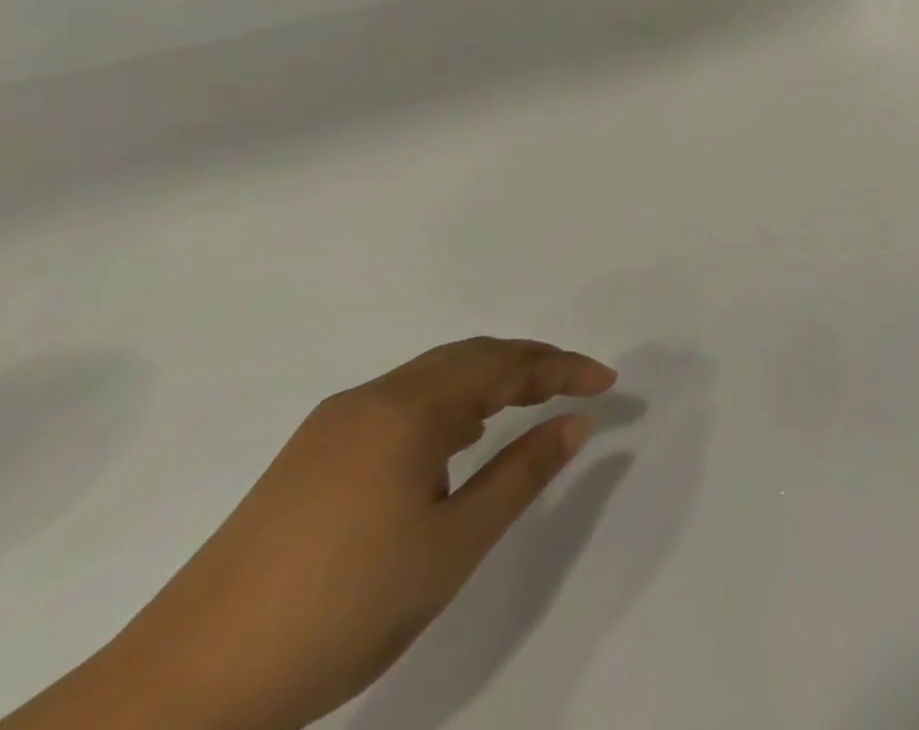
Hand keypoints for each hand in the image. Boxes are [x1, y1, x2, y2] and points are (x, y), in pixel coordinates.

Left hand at [13, 338, 616, 729]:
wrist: (175, 696)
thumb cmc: (341, 606)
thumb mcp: (453, 543)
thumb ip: (523, 472)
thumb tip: (577, 421)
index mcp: (409, 409)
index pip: (507, 363)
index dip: (565, 367)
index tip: (608, 383)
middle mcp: (371, 400)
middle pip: (469, 357)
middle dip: (530, 364)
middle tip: (574, 386)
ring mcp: (330, 429)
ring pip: (431, 378)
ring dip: (488, 381)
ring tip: (526, 406)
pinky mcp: (305, 461)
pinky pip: (399, 404)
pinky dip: (447, 404)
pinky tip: (454, 442)